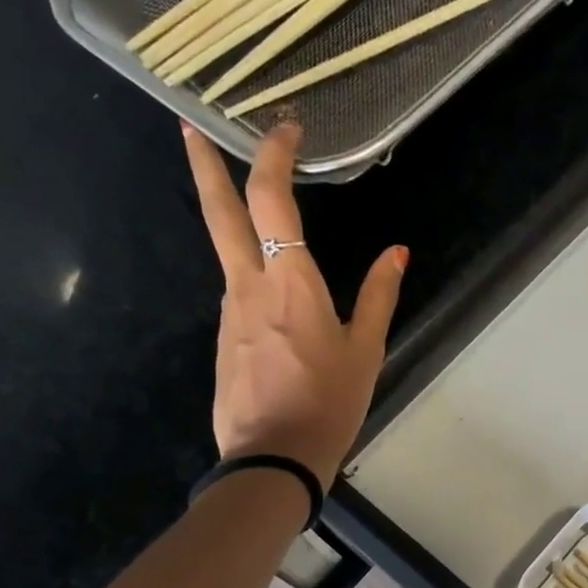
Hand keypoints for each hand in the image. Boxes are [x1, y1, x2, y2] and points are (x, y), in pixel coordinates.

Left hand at [183, 122, 405, 482]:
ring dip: (234, 223)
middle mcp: (248, 286)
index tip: (286, 130)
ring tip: (256, 217)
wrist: (273, 459)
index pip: (272, 200)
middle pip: (220, 212)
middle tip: (190, 128)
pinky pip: (238, 296)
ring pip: (228, 254)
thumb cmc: (329, 403)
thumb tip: (397, 252)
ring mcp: (229, 313)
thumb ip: (379, 296)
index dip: (274, 156)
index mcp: (290, 283)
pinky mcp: (224, 340)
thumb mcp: (366, 351)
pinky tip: (274, 304)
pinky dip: (251, 278)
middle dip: (206, 164)